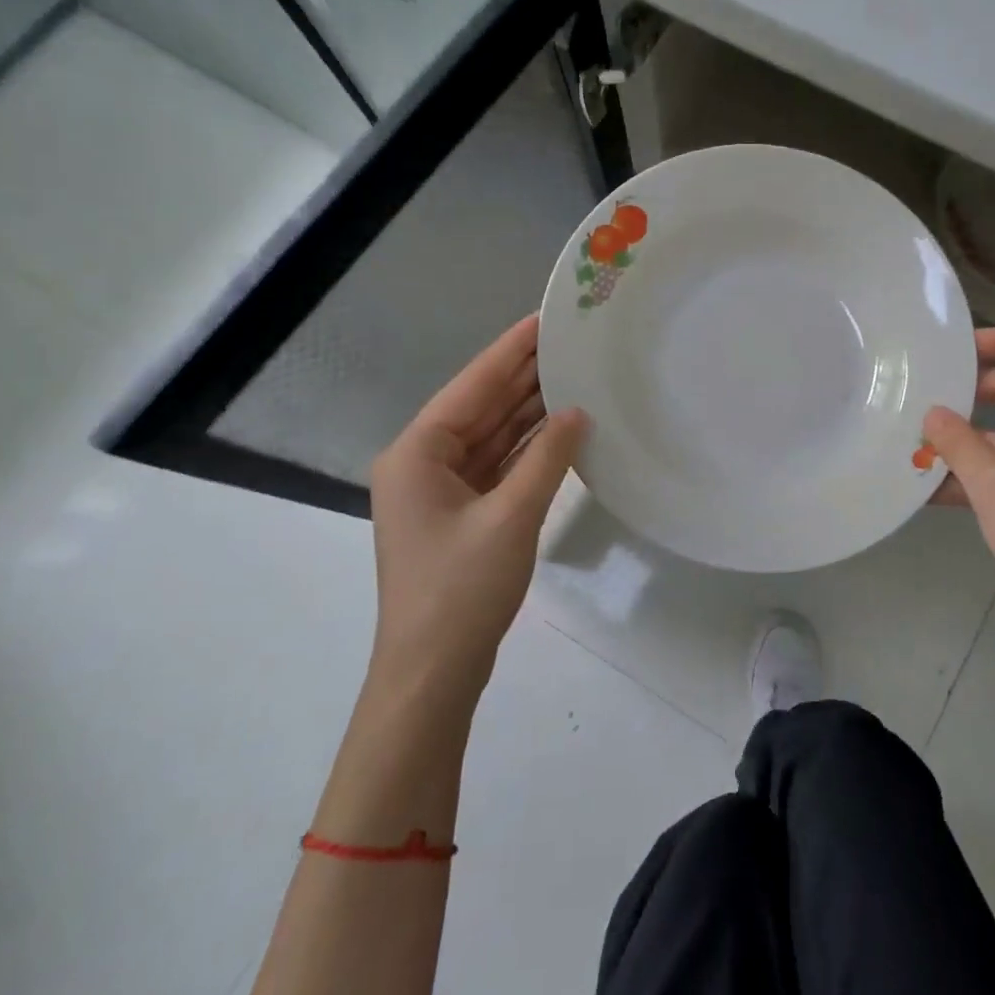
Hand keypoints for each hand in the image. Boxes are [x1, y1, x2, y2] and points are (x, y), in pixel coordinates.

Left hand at [367, 316, 585, 702]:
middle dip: (523, 377)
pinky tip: (561, 430)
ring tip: (573, 376)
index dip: (510, 351)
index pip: (471, 386)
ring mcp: (440, 491)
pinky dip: (527, 449)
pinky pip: (497, 466)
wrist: (433, 674)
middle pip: (480, 407)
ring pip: (490, 436)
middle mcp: (422, 463)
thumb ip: (547, 458)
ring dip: (528, 412)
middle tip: (570, 342)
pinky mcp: (460, 514)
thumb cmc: (462, 591)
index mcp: (417, 454)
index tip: (544, 319)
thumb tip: (577, 413)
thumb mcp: (511, 517)